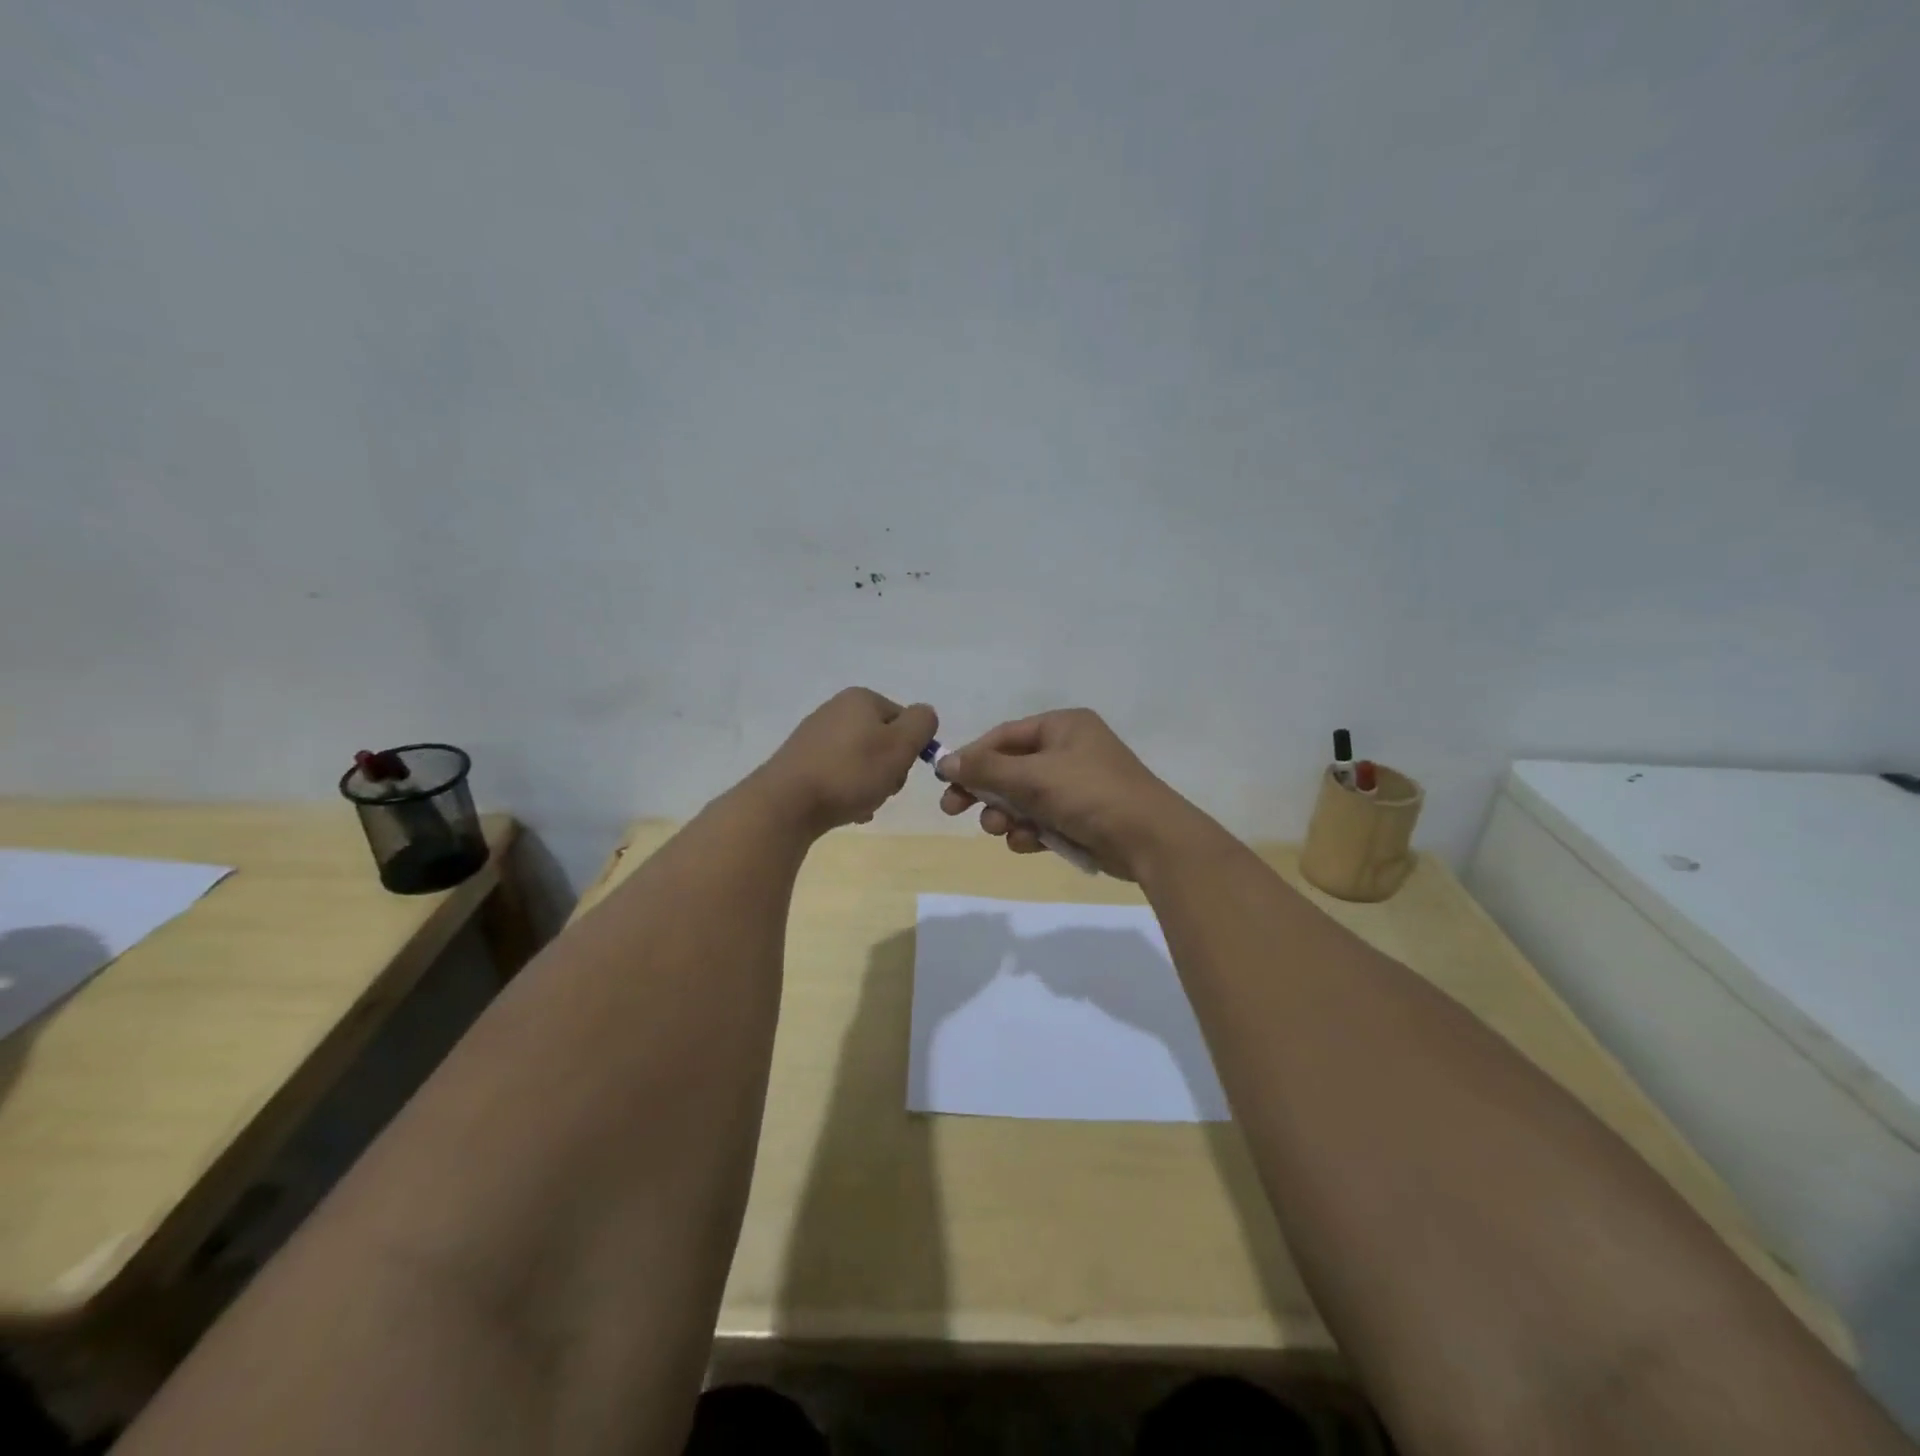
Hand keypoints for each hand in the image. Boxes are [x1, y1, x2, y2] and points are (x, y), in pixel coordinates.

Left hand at [755, 688, 936, 834]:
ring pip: (862, 761)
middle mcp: (836, 709)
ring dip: (870, 784)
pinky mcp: (801, 762)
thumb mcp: (900, 745)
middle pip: (883, 741)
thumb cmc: (851, 772)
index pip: (905, 720)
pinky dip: (848, 792)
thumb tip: (924, 716)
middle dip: (889, 769)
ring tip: (861, 804)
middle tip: (882, 789)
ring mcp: (815, 736)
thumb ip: (922, 724)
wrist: (787, 803)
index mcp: (861, 699)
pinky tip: (845, 810)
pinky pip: (839, 775)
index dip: (910, 748)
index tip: (901, 770)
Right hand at [935, 709, 1210, 879]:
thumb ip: (987, 770)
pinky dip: (1031, 831)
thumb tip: (946, 762)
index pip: (1004, 736)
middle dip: (986, 791)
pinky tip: (1029, 843)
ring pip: (1024, 798)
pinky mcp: (1082, 817)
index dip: (972, 757)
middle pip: (1011, 768)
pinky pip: (1043, 819)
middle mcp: (1069, 750)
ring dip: (1007, 815)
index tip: (945, 780)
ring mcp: (1077, 786)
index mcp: (1062, 727)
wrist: (1150, 840)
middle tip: (954, 810)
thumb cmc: (1090, 794)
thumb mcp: (1034, 777)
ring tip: (1002, 829)